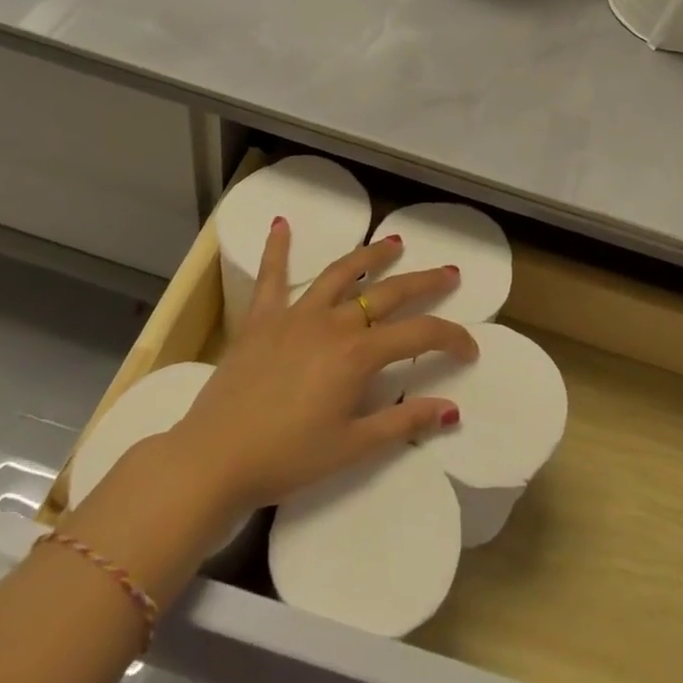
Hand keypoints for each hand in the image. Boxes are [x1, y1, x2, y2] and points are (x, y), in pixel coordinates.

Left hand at [169, 224, 476, 511]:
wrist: (213, 460)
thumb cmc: (286, 458)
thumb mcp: (351, 447)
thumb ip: (402, 423)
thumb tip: (451, 410)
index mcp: (358, 355)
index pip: (420, 335)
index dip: (451, 338)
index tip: (469, 350)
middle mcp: (333, 323)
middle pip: (388, 292)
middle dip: (424, 282)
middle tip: (449, 273)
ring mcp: (295, 315)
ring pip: (341, 273)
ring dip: (370, 256)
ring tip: (394, 243)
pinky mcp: (261, 319)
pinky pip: (272, 277)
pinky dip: (277, 248)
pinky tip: (282, 223)